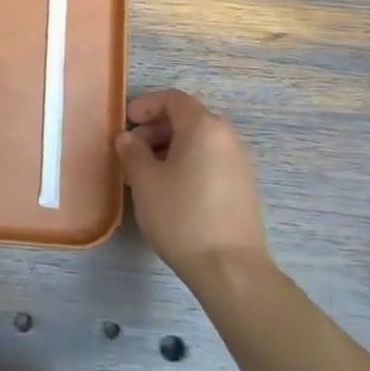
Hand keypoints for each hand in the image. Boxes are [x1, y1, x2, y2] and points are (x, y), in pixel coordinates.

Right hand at [115, 89, 268, 284]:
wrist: (231, 270)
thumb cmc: (182, 216)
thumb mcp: (145, 181)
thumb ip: (132, 151)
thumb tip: (128, 138)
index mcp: (204, 127)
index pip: (173, 99)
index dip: (146, 105)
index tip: (126, 122)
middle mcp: (227, 137)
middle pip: (188, 118)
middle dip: (156, 128)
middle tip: (131, 149)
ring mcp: (239, 163)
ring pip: (199, 142)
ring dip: (170, 147)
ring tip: (146, 172)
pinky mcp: (243, 188)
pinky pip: (210, 161)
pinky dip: (187, 163)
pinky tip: (170, 190)